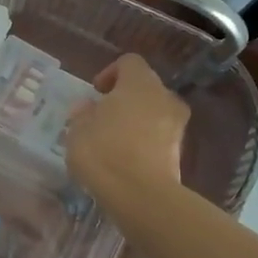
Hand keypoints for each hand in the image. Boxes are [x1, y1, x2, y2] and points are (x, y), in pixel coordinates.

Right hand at [65, 54, 188, 203]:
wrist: (141, 195)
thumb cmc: (104, 153)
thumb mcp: (78, 131)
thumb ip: (83, 114)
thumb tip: (88, 107)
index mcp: (139, 83)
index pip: (129, 62)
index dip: (110, 73)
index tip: (96, 93)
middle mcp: (164, 96)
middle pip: (145, 86)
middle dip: (125, 97)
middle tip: (103, 116)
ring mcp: (177, 124)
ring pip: (155, 111)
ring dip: (137, 119)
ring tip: (114, 139)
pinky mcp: (180, 150)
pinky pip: (160, 135)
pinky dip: (146, 140)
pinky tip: (127, 158)